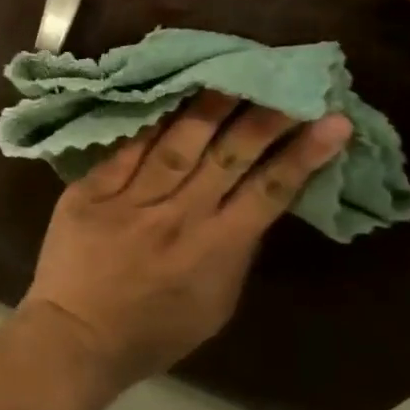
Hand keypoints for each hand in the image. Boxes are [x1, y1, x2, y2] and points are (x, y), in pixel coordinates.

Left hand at [24, 91, 350, 386]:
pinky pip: (125, 149)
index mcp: (216, 250)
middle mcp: (178, 217)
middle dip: (263, 117)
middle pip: (227, 157)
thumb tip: (250, 205)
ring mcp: (131, 200)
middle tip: (286, 80)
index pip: (269, 192)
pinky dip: (148, 122)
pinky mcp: (91, 191)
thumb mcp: (214, 306)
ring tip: (229, 72)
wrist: (76, 337)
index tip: (333, 121)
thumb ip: (235, 253)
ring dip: (207, 106)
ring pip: (177, 144)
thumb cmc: (152, 331)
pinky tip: (165, 94)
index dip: (303, 155)